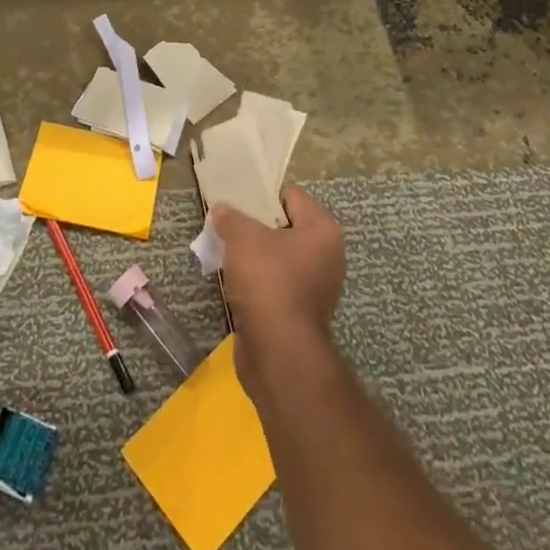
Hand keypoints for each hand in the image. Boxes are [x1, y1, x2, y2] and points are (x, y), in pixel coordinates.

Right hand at [212, 184, 344, 402]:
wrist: (278, 352)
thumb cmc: (267, 281)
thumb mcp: (242, 238)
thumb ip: (231, 217)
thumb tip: (221, 209)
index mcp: (323, 229)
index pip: (291, 196)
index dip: (262, 197)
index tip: (237, 204)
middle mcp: (328, 254)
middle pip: (286, 226)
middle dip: (256, 227)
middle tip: (229, 228)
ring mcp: (318, 286)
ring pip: (280, 257)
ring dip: (256, 256)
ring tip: (227, 254)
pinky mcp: (302, 311)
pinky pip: (278, 283)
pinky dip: (259, 282)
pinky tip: (236, 283)